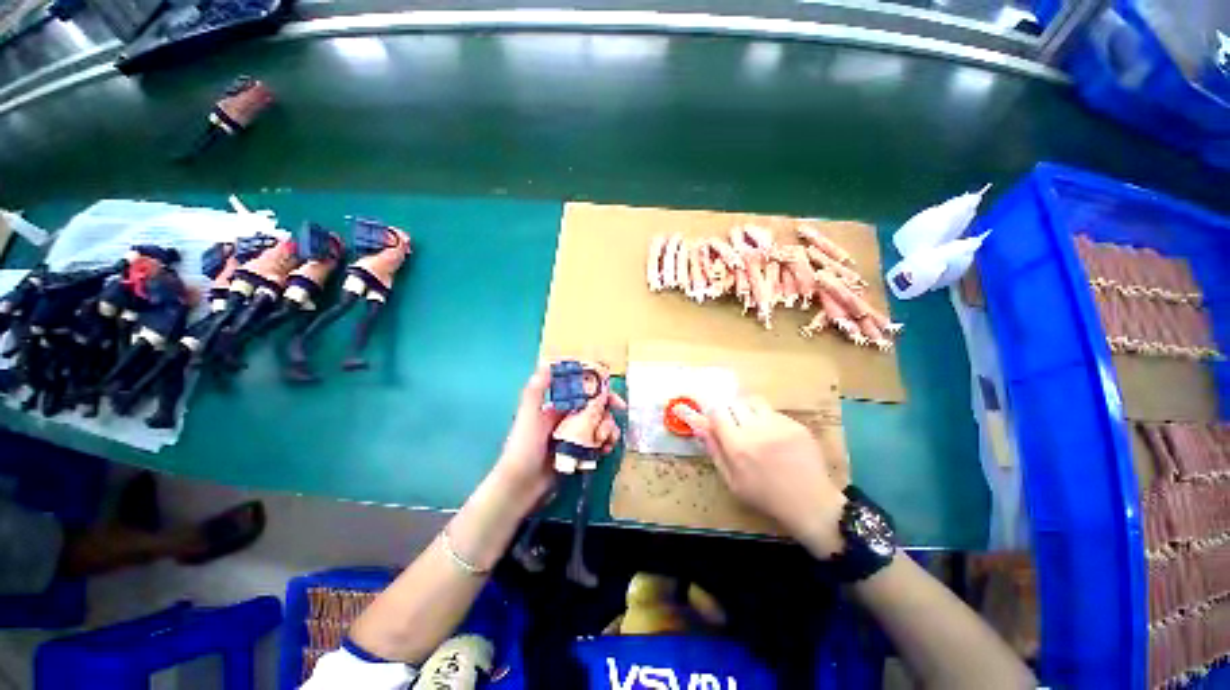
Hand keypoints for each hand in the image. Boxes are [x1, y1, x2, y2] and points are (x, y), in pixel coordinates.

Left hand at [493, 364, 624, 504]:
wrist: (520, 485)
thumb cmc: (524, 446)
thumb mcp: (529, 415)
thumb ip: (537, 389)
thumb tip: (548, 361)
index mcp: (558, 406)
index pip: (584, 391)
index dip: (599, 389)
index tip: (612, 394)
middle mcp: (568, 417)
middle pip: (596, 407)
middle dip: (607, 411)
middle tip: (616, 418)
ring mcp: (575, 435)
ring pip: (600, 425)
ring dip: (608, 429)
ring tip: (607, 441)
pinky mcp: (579, 452)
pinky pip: (598, 442)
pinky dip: (605, 444)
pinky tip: (605, 450)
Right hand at [679, 398, 847, 555]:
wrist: (810, 503)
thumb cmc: (765, 495)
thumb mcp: (732, 480)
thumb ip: (714, 449)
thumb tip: (698, 426)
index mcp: (738, 445)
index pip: (717, 412)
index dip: (712, 413)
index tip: (714, 419)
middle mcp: (757, 430)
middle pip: (734, 403)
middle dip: (730, 412)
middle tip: (735, 427)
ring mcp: (779, 425)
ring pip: (753, 402)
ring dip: (748, 411)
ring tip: (754, 427)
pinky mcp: (796, 424)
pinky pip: (774, 412)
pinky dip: (768, 420)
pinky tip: (776, 438)